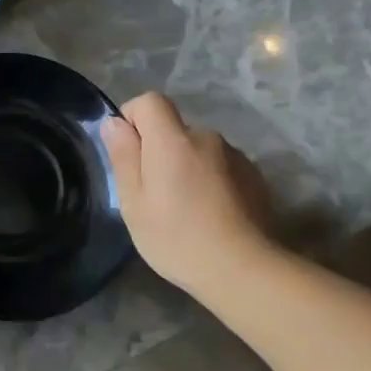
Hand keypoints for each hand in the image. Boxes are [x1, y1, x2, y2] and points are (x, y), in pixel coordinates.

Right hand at [102, 92, 270, 293]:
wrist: (243, 270)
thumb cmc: (176, 237)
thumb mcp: (134, 201)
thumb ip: (123, 156)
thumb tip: (115, 123)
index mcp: (172, 139)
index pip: (150, 101)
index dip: (133, 119)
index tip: (128, 154)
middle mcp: (206, 137)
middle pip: (174, 129)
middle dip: (159, 151)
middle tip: (153, 195)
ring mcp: (235, 156)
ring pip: (198, 150)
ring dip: (187, 168)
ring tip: (185, 210)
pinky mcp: (255, 177)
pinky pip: (221, 167)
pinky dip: (211, 182)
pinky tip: (210, 216)